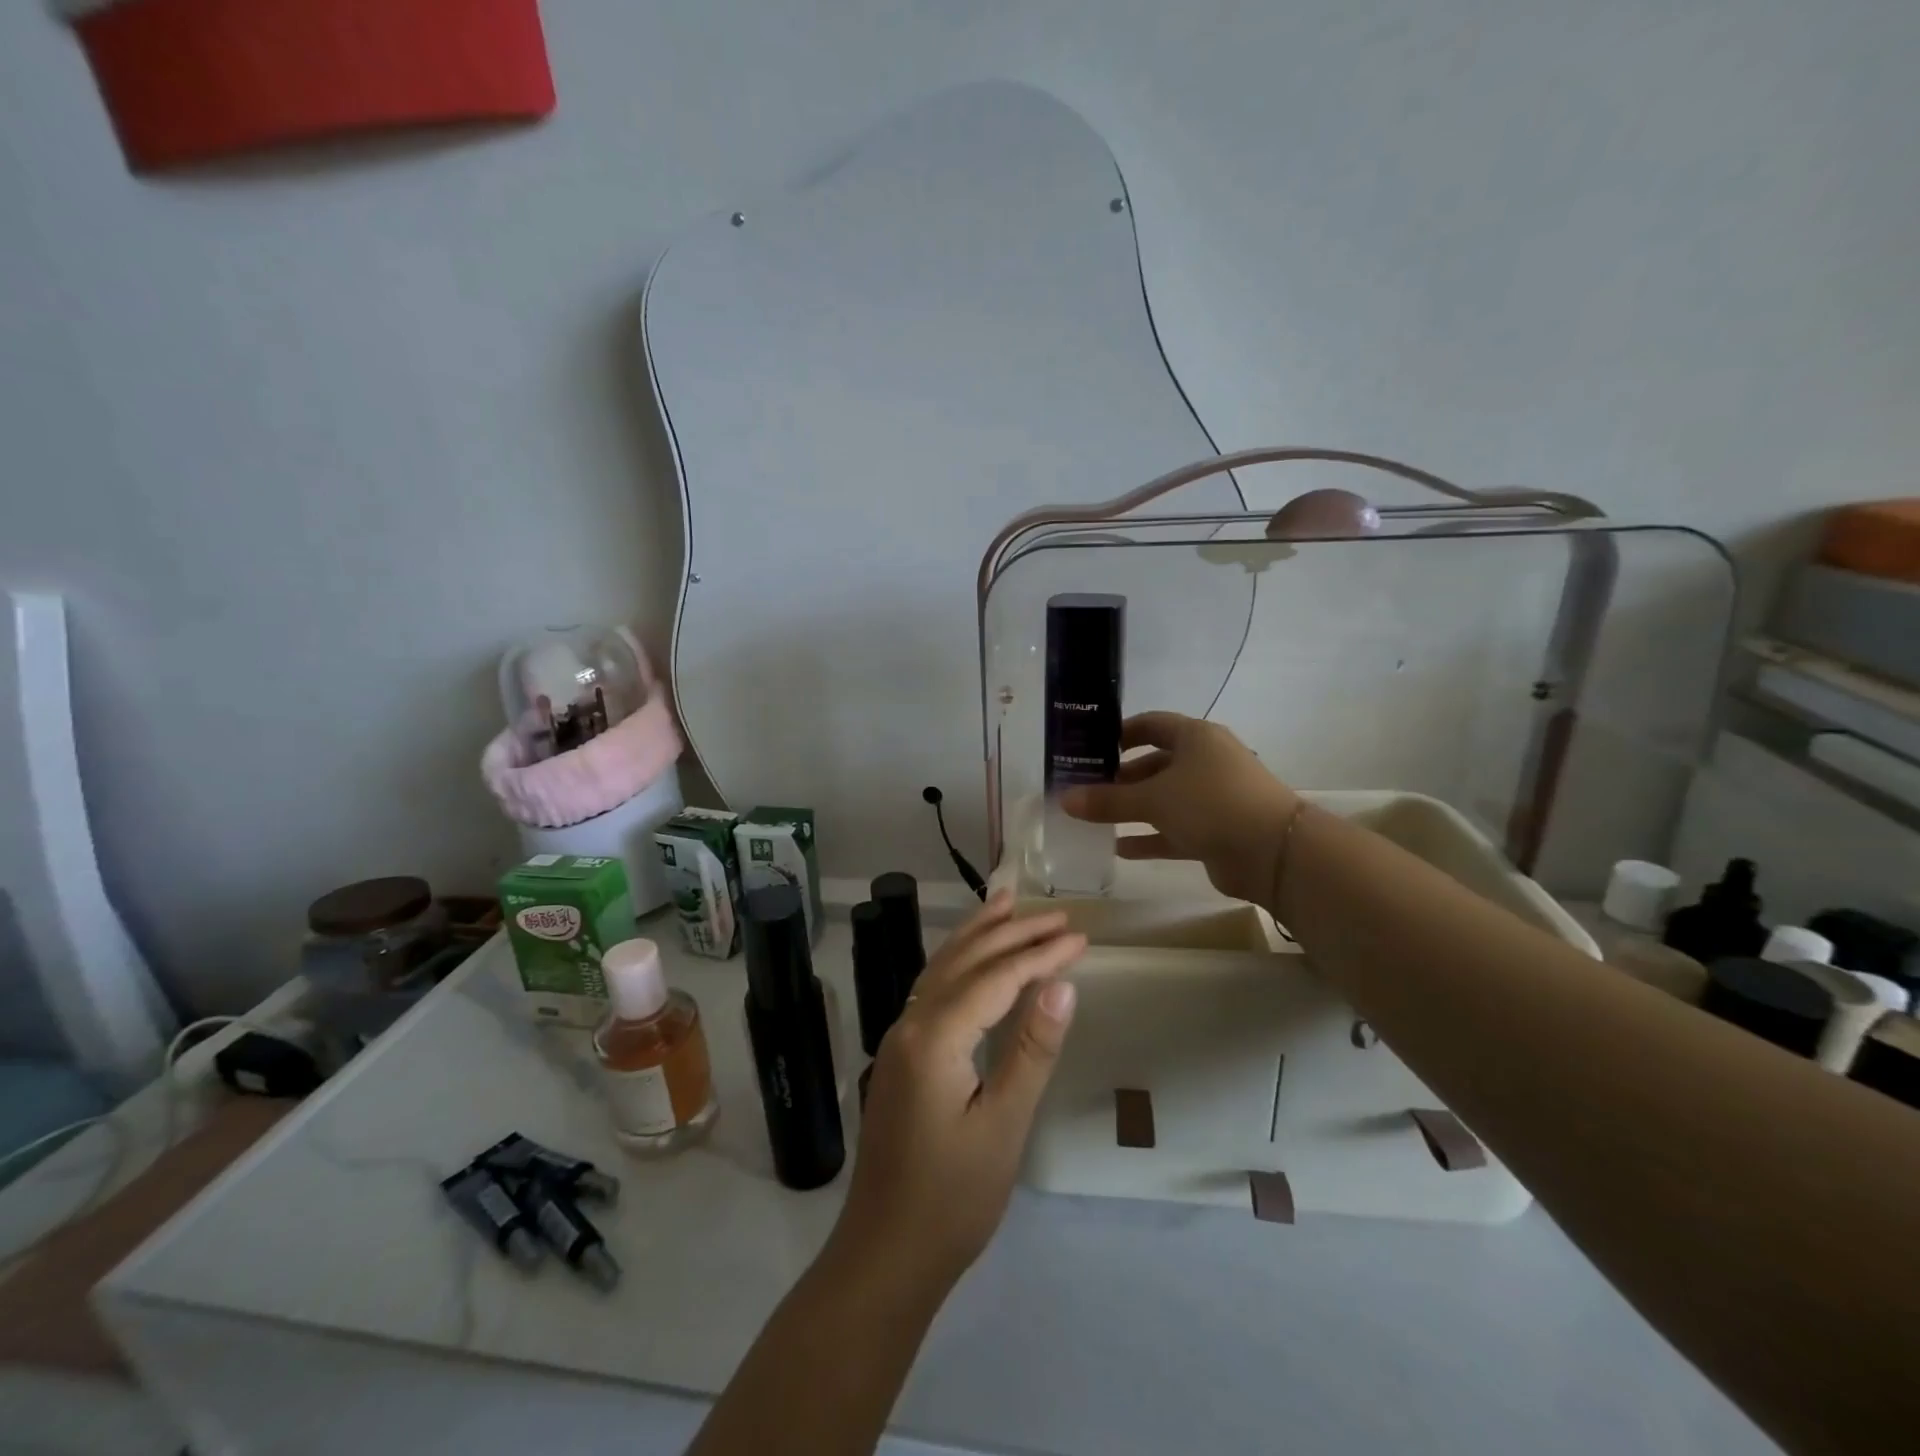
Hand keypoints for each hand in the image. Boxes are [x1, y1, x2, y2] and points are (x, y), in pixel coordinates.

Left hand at [828, 892, 1084, 1290]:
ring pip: (943, 966)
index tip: (1081, 936)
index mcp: (934, 1037)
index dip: (1040, 954)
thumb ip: (1032, 1050)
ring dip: (979, 933)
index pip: (996, 978)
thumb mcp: (1004, 1126)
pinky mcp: (901, 1053)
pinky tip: (974, 956)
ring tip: (1008, 902)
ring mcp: (900, 1036)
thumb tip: (1062, 985)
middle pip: (966, 960)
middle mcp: (910, 1022)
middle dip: (1013, 933)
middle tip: (1058, 914)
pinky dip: (959, 960)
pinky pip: (932, 987)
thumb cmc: (952, 1199)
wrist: (885, 1253)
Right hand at [1060, 711, 1299, 906]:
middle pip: (1155, 764)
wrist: (1275, 852)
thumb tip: (1065, 799)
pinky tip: (1119, 849)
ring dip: (1133, 809)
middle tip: (1086, 790)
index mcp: (1195, 738)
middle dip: (1121, 778)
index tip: (1090, 748)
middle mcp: (1205, 762)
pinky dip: (1149, 838)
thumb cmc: (1211, 804)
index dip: (1120, 734)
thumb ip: (1107, 800)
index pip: (1151, 725)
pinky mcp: (1216, 831)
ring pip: (1164, 799)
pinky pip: (1174, 830)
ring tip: (1095, 819)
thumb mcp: (1153, 799)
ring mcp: (1213, 798)